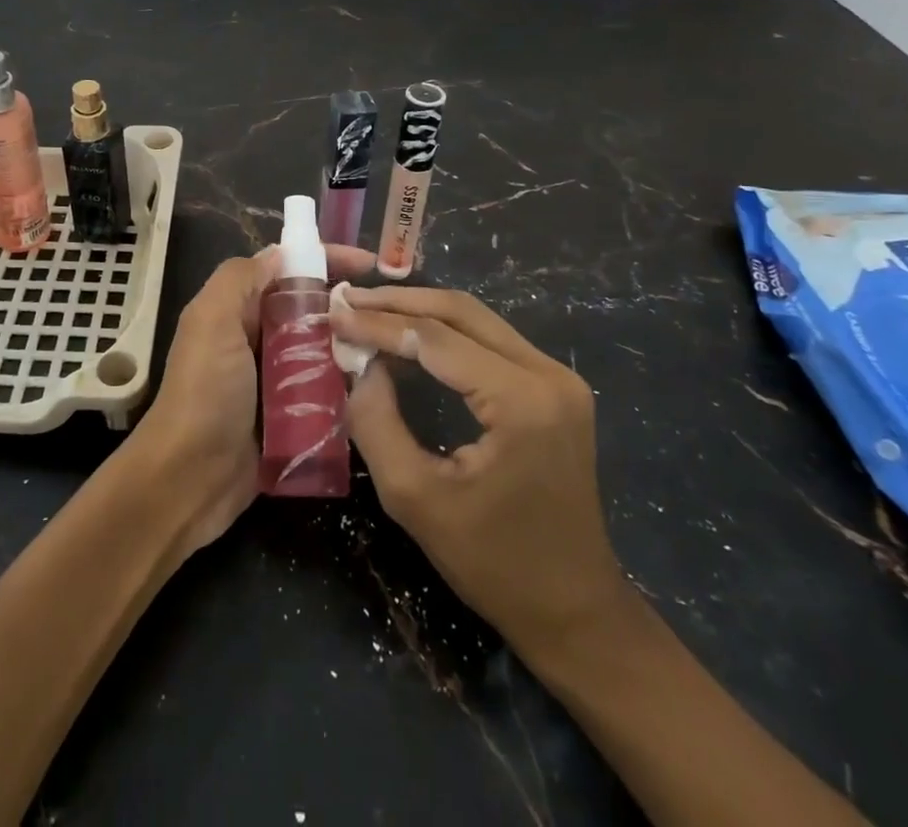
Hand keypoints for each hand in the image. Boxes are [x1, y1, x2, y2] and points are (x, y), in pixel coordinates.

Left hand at [132, 245, 374, 552]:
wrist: (189, 479)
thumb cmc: (204, 392)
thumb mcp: (212, 321)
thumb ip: (239, 279)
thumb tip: (280, 254)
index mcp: (235, 309)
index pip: (286, 269)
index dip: (325, 259)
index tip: (369, 262)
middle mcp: (256, 337)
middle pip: (309, 307)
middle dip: (345, 303)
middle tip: (386, 309)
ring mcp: (275, 378)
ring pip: (322, 347)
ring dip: (351, 344)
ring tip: (390, 343)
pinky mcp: (291, 415)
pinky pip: (326, 389)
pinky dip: (347, 384)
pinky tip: (377, 383)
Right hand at [336, 287, 629, 649]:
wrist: (574, 610)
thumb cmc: (493, 564)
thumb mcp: (414, 497)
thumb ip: (376, 421)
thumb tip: (360, 365)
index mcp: (521, 401)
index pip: (436, 339)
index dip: (379, 324)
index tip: (333, 313)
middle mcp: (548, 375)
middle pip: (461, 312)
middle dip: (399, 302)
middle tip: (348, 299)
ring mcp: (558, 378)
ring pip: (477, 320)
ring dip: (420, 312)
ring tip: (368, 311)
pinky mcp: (555, 389)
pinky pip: (490, 341)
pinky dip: (444, 333)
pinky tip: (407, 338)